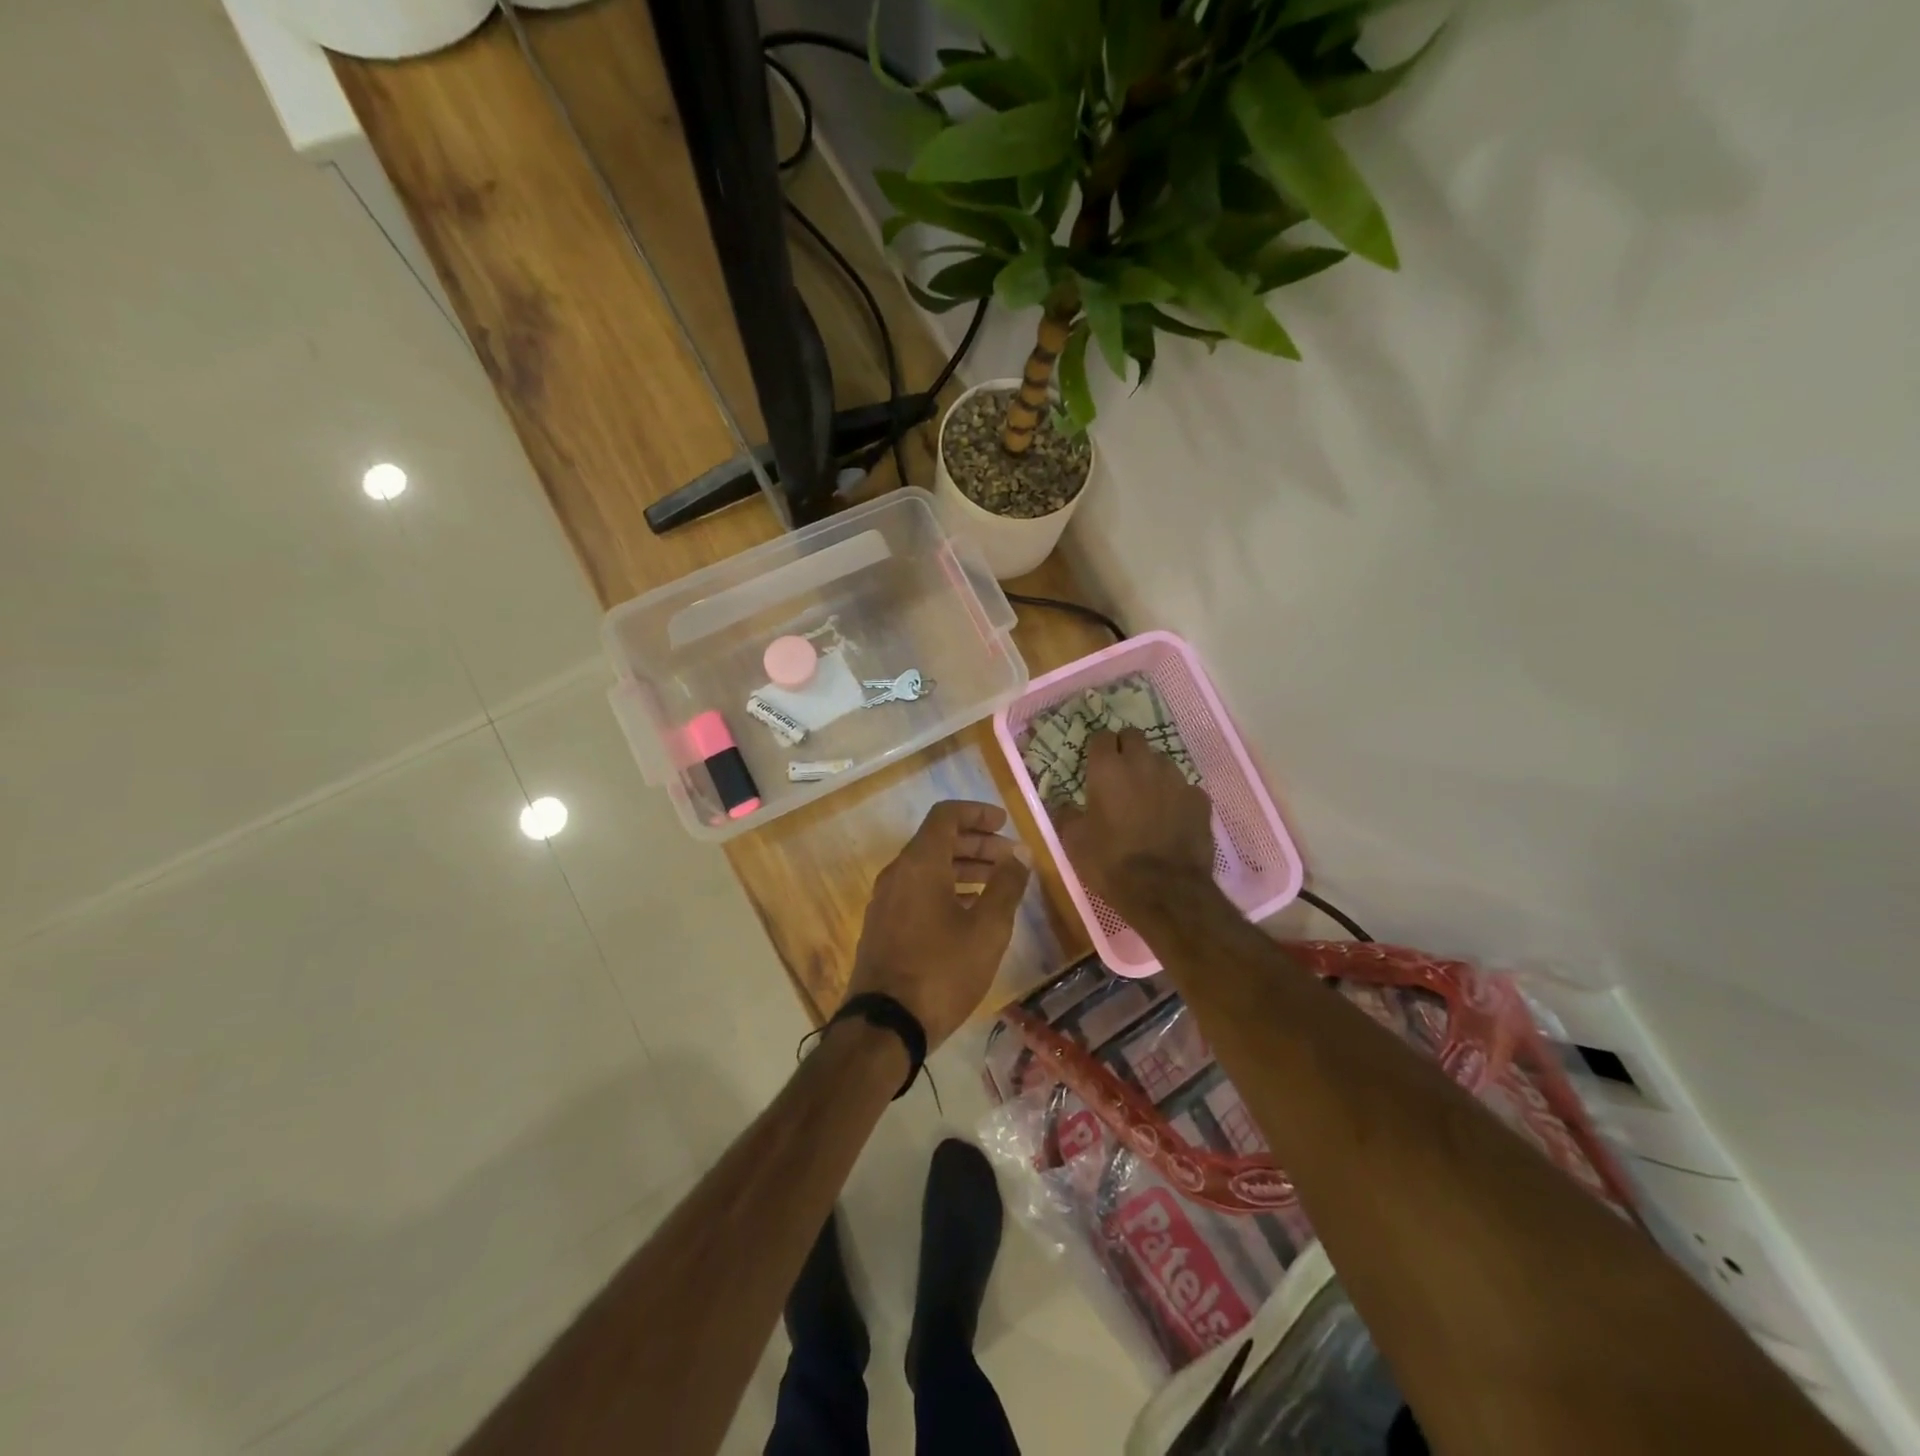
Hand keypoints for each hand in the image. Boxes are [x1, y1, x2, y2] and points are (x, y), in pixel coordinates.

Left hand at [845, 800, 1032, 1049]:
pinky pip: (917, 891)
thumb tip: (1020, 854)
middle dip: (976, 843)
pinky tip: (969, 912)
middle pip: (938, 840)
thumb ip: (1006, 886)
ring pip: (927, 868)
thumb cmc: (942, 971)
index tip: (1005, 823)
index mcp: (920, 863)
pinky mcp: (883, 925)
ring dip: (963, 868)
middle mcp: (897, 873)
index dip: (977, 813)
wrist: (885, 1025)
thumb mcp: (987, 929)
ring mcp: (885, 900)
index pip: (946, 816)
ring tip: (997, 884)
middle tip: (1010, 858)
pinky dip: (945, 889)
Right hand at [1054, 730, 1214, 923]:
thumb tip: (1064, 803)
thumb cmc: (1111, 863)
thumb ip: (1067, 814)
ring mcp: (1176, 778)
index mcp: (1108, 769)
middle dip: (1125, 749)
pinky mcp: (1199, 799)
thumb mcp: (1074, 842)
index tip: (1094, 764)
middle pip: (1133, 737)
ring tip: (1146, 797)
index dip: (1097, 749)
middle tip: (1118, 775)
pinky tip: (1171, 817)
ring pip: (1160, 760)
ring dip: (1151, 772)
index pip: (1101, 737)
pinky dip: (1176, 797)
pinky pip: (1184, 788)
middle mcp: (1143, 763)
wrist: (1166, 891)